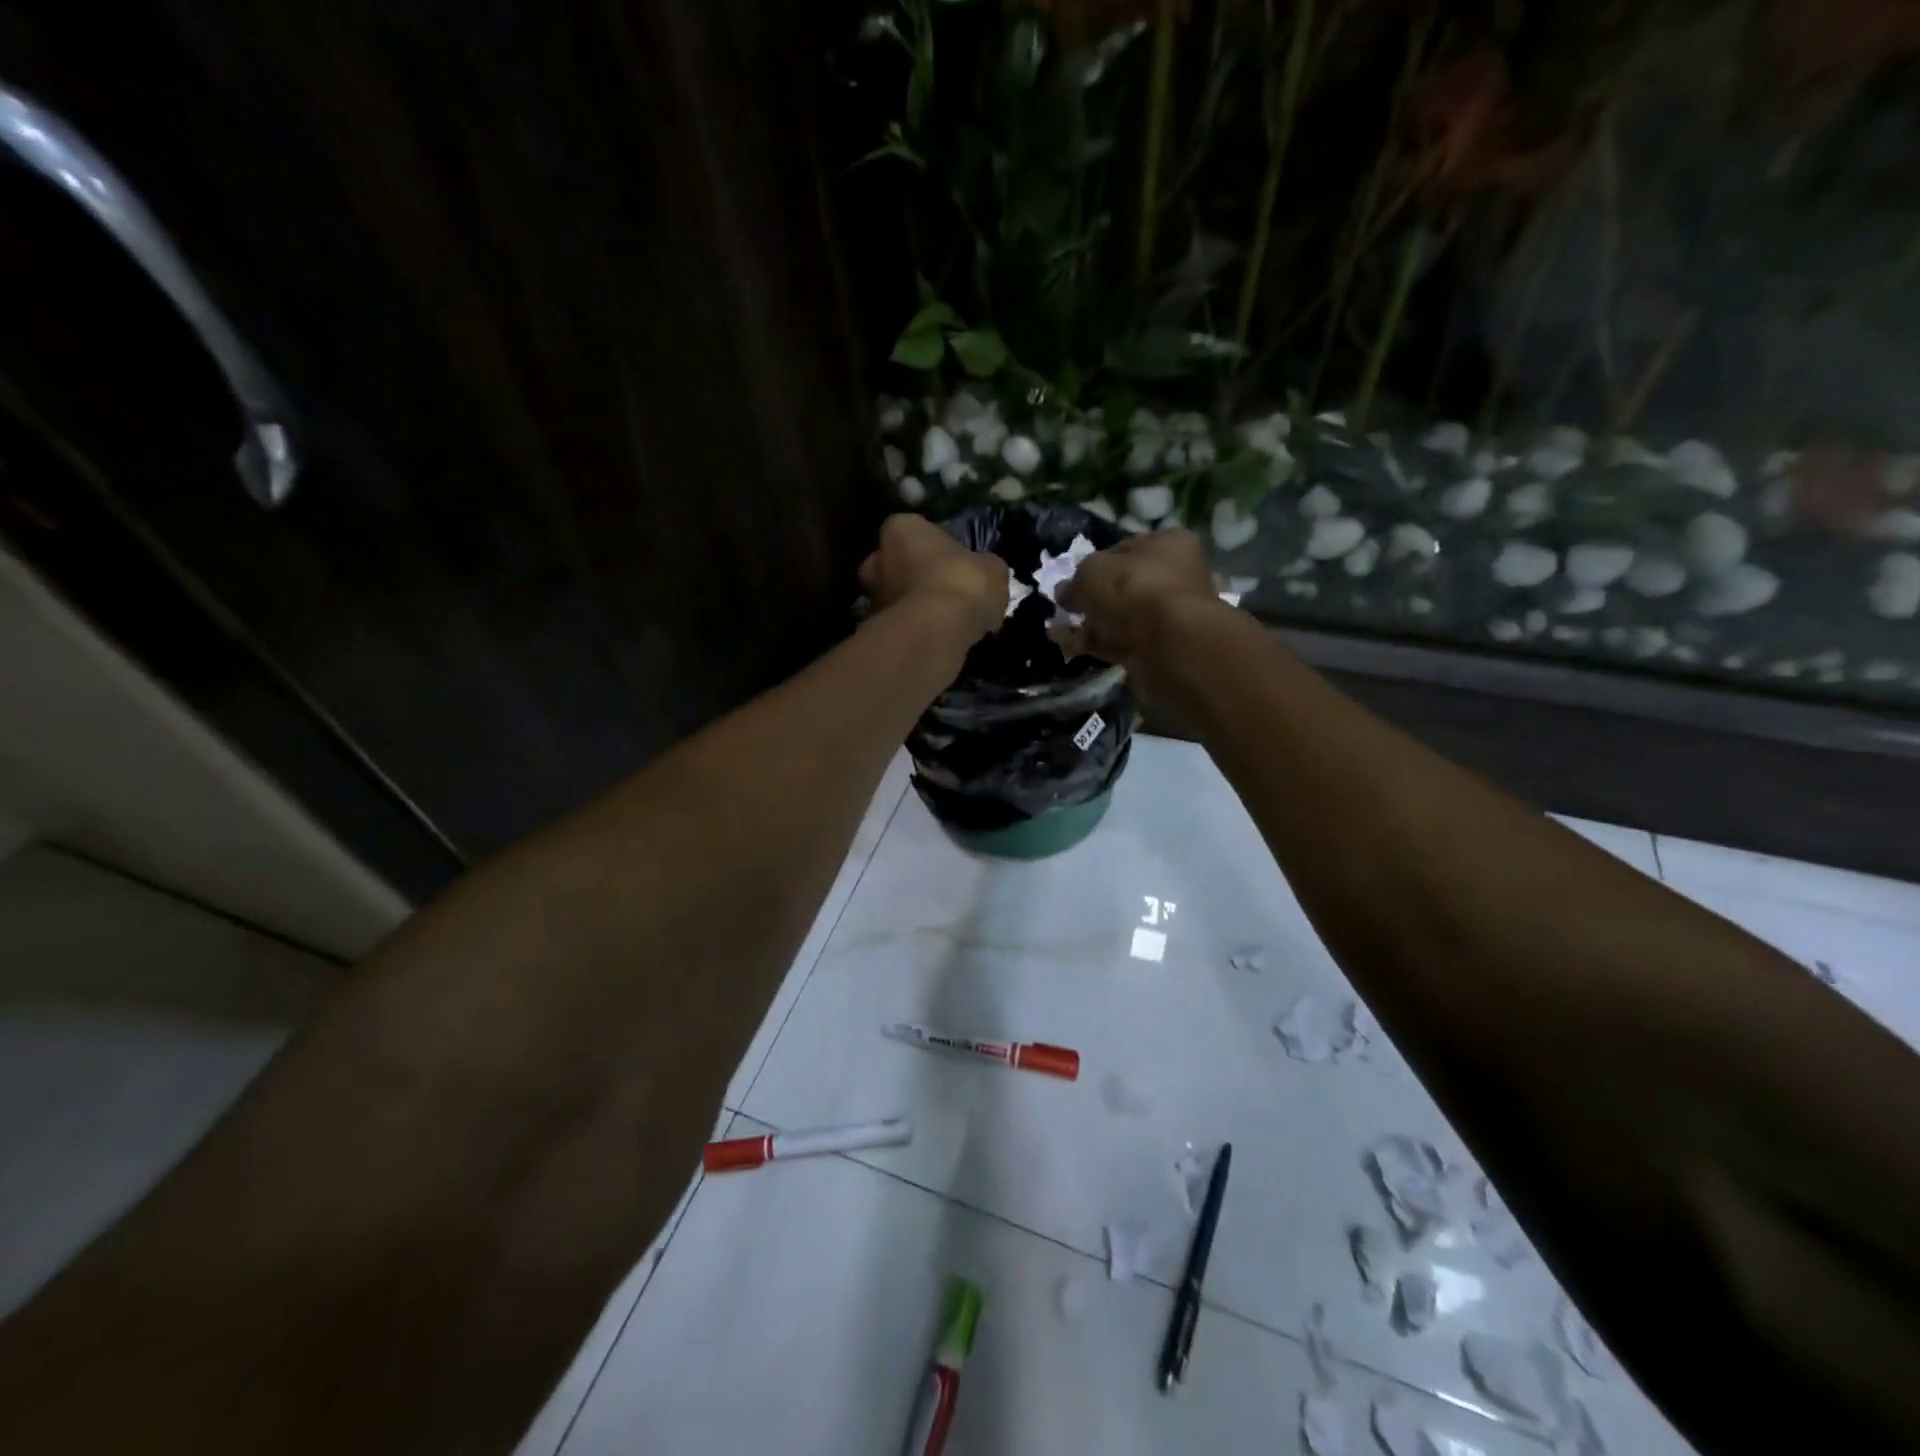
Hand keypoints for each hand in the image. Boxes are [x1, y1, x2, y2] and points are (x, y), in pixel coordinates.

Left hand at [859, 513, 1008, 641]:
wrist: (935, 632)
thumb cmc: (962, 584)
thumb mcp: (992, 569)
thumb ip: (983, 566)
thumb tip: (984, 571)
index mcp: (901, 528)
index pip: (915, 530)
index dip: (936, 547)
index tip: (954, 562)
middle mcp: (877, 558)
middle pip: (897, 564)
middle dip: (915, 575)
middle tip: (945, 590)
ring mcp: (873, 596)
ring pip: (896, 596)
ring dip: (915, 605)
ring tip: (945, 620)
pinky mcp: (876, 630)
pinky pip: (901, 624)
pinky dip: (915, 630)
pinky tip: (938, 638)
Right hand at [1056, 528, 1218, 667]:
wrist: (1169, 641)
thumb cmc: (1134, 588)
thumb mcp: (1092, 572)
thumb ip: (1075, 581)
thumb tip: (1064, 592)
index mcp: (1168, 544)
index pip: (1125, 549)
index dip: (1094, 565)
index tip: (1072, 582)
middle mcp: (1176, 575)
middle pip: (1124, 586)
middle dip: (1091, 600)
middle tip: (1065, 609)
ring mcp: (1171, 614)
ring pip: (1122, 617)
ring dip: (1091, 625)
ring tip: (1059, 633)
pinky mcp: (1162, 646)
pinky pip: (1124, 641)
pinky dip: (1099, 644)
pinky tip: (1073, 648)